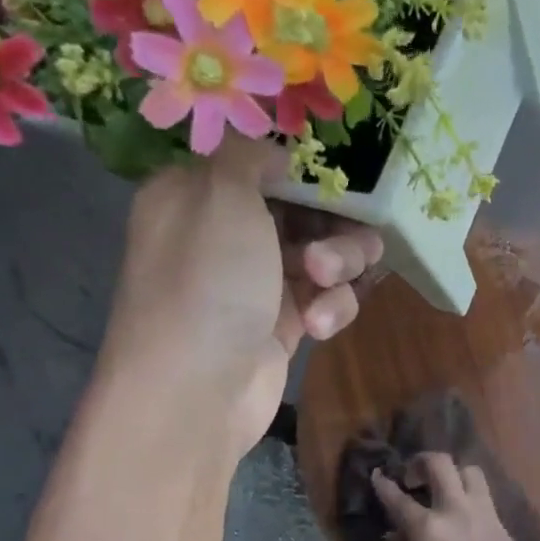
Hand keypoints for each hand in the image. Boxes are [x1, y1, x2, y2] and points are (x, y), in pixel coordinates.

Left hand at [96, 144, 383, 464]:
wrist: (197, 390)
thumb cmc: (207, 282)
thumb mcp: (222, 195)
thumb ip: (250, 155)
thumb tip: (272, 150)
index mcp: (198, 194)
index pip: (264, 166)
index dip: (307, 173)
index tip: (342, 182)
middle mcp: (226, 235)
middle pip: (305, 212)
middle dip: (333, 228)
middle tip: (333, 251)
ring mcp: (256, 284)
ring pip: (324, 257)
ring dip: (338, 267)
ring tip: (325, 284)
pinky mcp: (282, 327)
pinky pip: (323, 301)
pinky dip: (329, 309)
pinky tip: (317, 328)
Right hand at [372, 452, 539, 540]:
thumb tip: (398, 540)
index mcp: (428, 530)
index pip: (398, 498)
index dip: (383, 485)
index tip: (376, 475)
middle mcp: (457, 512)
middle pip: (440, 464)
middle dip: (421, 462)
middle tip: (412, 477)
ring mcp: (486, 516)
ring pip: (470, 472)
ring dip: (453, 474)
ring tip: (443, 491)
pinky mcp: (504, 528)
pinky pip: (485, 498)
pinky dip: (470, 497)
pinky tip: (463, 518)